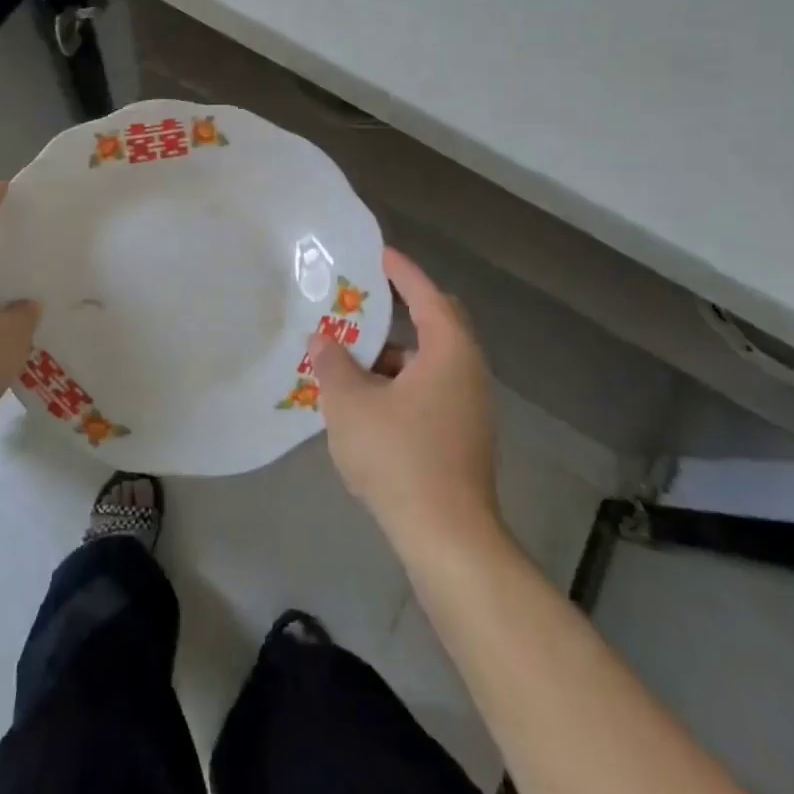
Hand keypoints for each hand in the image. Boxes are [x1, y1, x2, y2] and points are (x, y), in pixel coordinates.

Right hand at [312, 248, 501, 547]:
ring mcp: (469, 409)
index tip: (378, 254)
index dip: (402, 271)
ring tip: (349, 359)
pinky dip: (398, 384)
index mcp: (449, 352)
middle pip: (435, 326)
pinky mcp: (462, 438)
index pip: (426, 295)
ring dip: (391, 355)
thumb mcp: (350, 403)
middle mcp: (468, 373)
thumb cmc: (399, 456)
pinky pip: (429, 391)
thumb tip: (324, 340)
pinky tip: (366, 404)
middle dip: (398, 311)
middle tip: (361, 304)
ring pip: (428, 363)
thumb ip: (333, 363)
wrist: (448, 539)